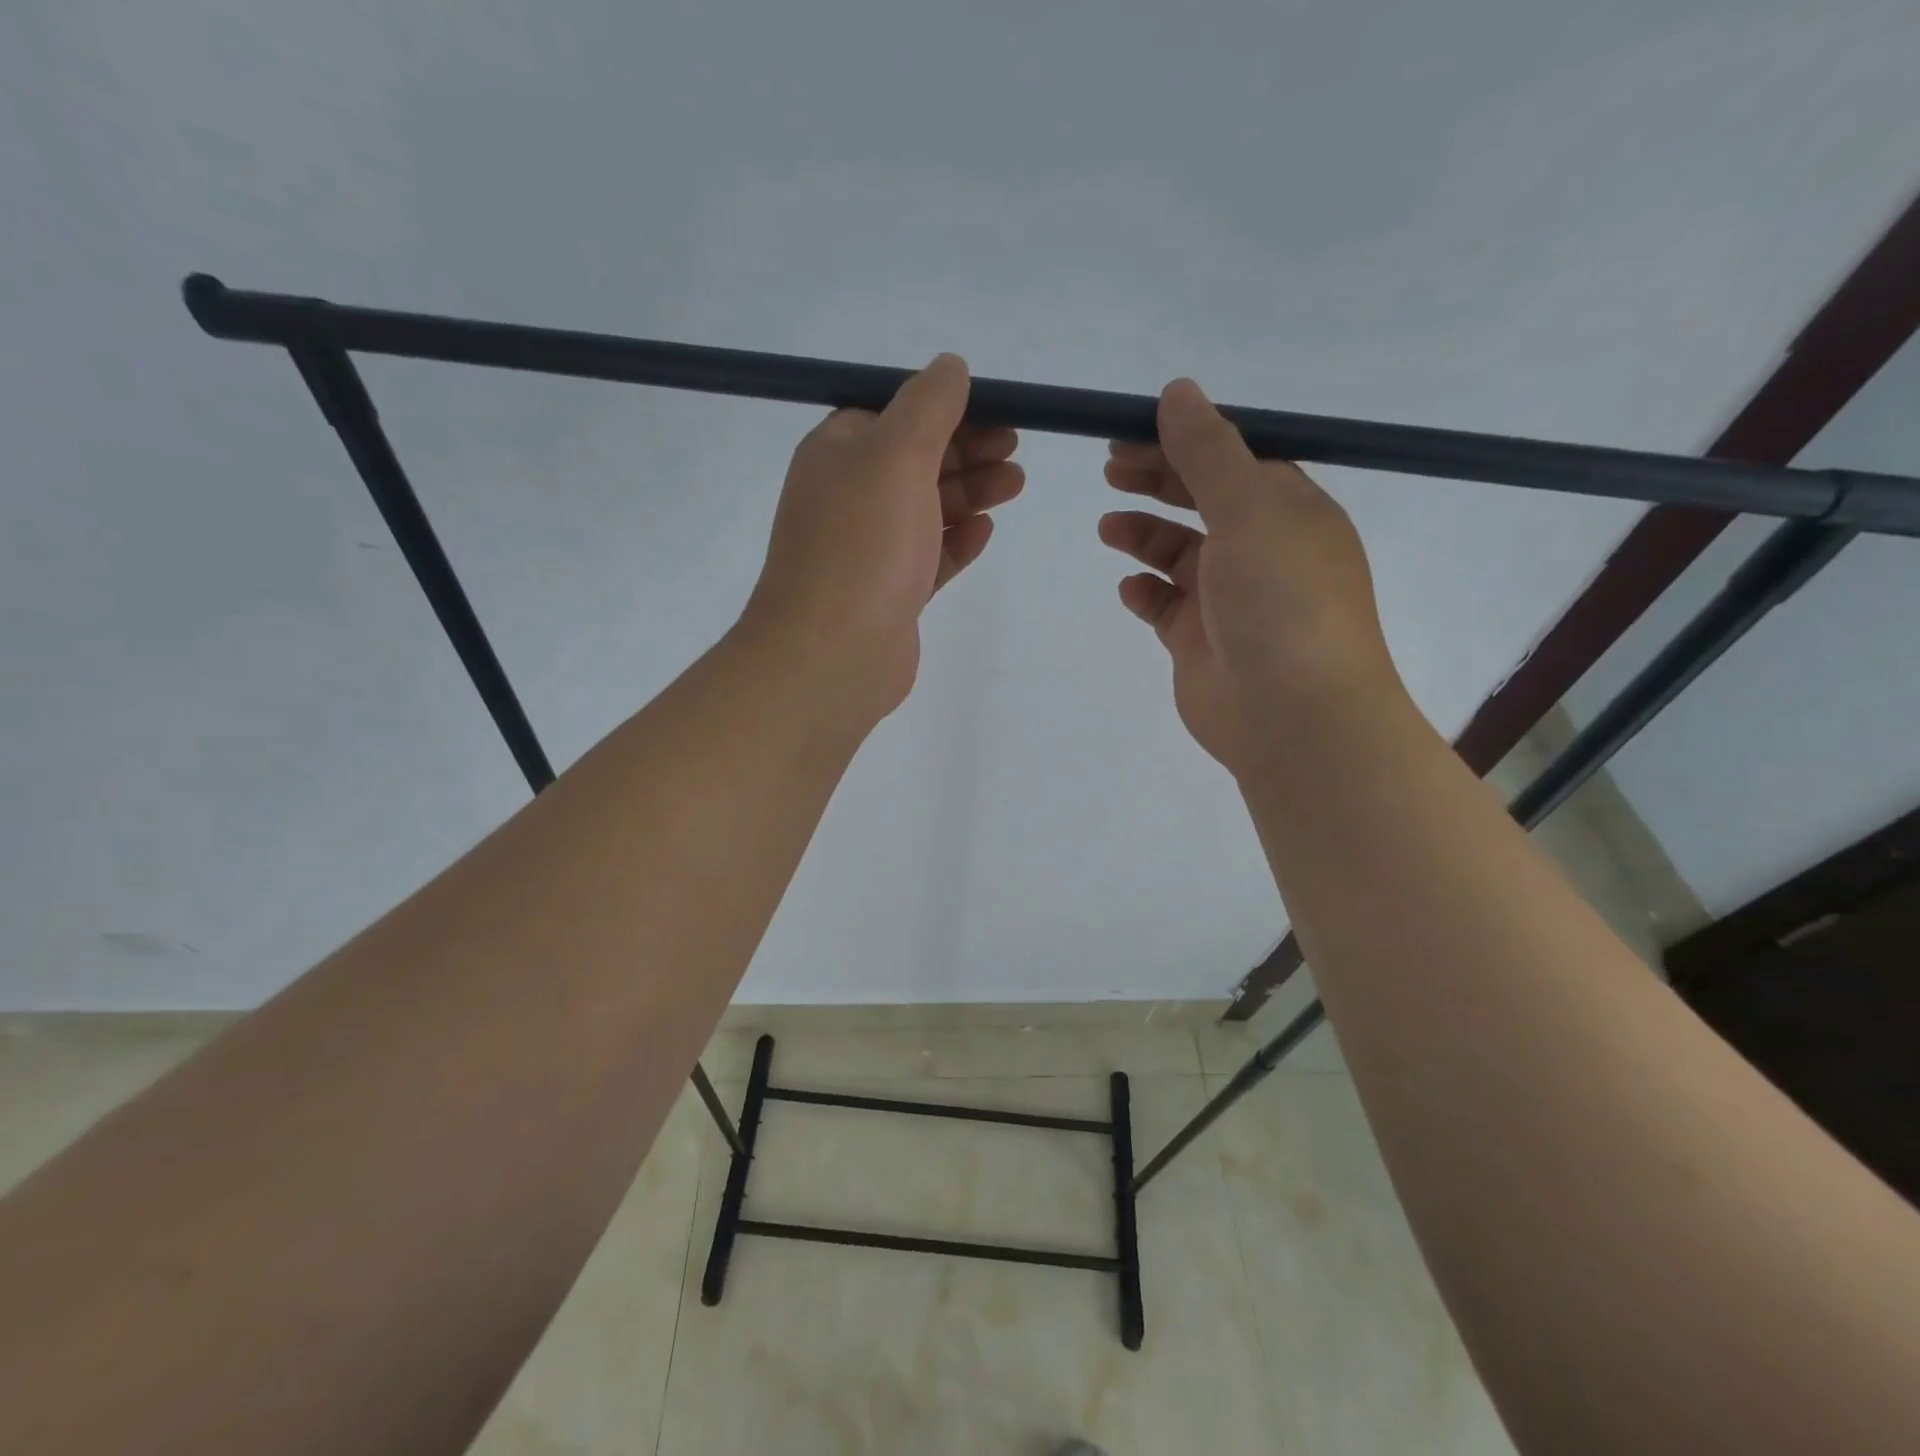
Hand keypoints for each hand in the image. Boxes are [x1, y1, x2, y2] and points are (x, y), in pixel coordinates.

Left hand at [739, 354, 1022, 730]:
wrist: (832, 652)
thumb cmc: (863, 543)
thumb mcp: (898, 454)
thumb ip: (929, 406)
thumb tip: (950, 366)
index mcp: (838, 454)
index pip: (895, 416)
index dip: (947, 412)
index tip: (997, 414)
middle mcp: (848, 498)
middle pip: (915, 463)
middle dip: (967, 453)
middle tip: (1015, 453)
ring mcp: (867, 551)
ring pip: (925, 511)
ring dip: (969, 495)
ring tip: (1014, 487)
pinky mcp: (888, 595)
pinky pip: (927, 559)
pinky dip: (955, 543)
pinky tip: (983, 534)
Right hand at [1099, 378, 1402, 782]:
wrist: (1292, 715)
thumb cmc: (1281, 601)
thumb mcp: (1249, 510)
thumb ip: (1208, 452)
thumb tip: (1178, 390)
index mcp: (1288, 511)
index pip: (1233, 460)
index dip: (1184, 441)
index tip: (1132, 430)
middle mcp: (1262, 550)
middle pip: (1202, 501)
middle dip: (1157, 482)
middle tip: (1110, 468)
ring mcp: (1229, 599)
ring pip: (1179, 554)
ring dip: (1144, 535)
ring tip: (1108, 528)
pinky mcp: (1201, 641)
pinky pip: (1165, 607)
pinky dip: (1146, 593)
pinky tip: (1130, 590)